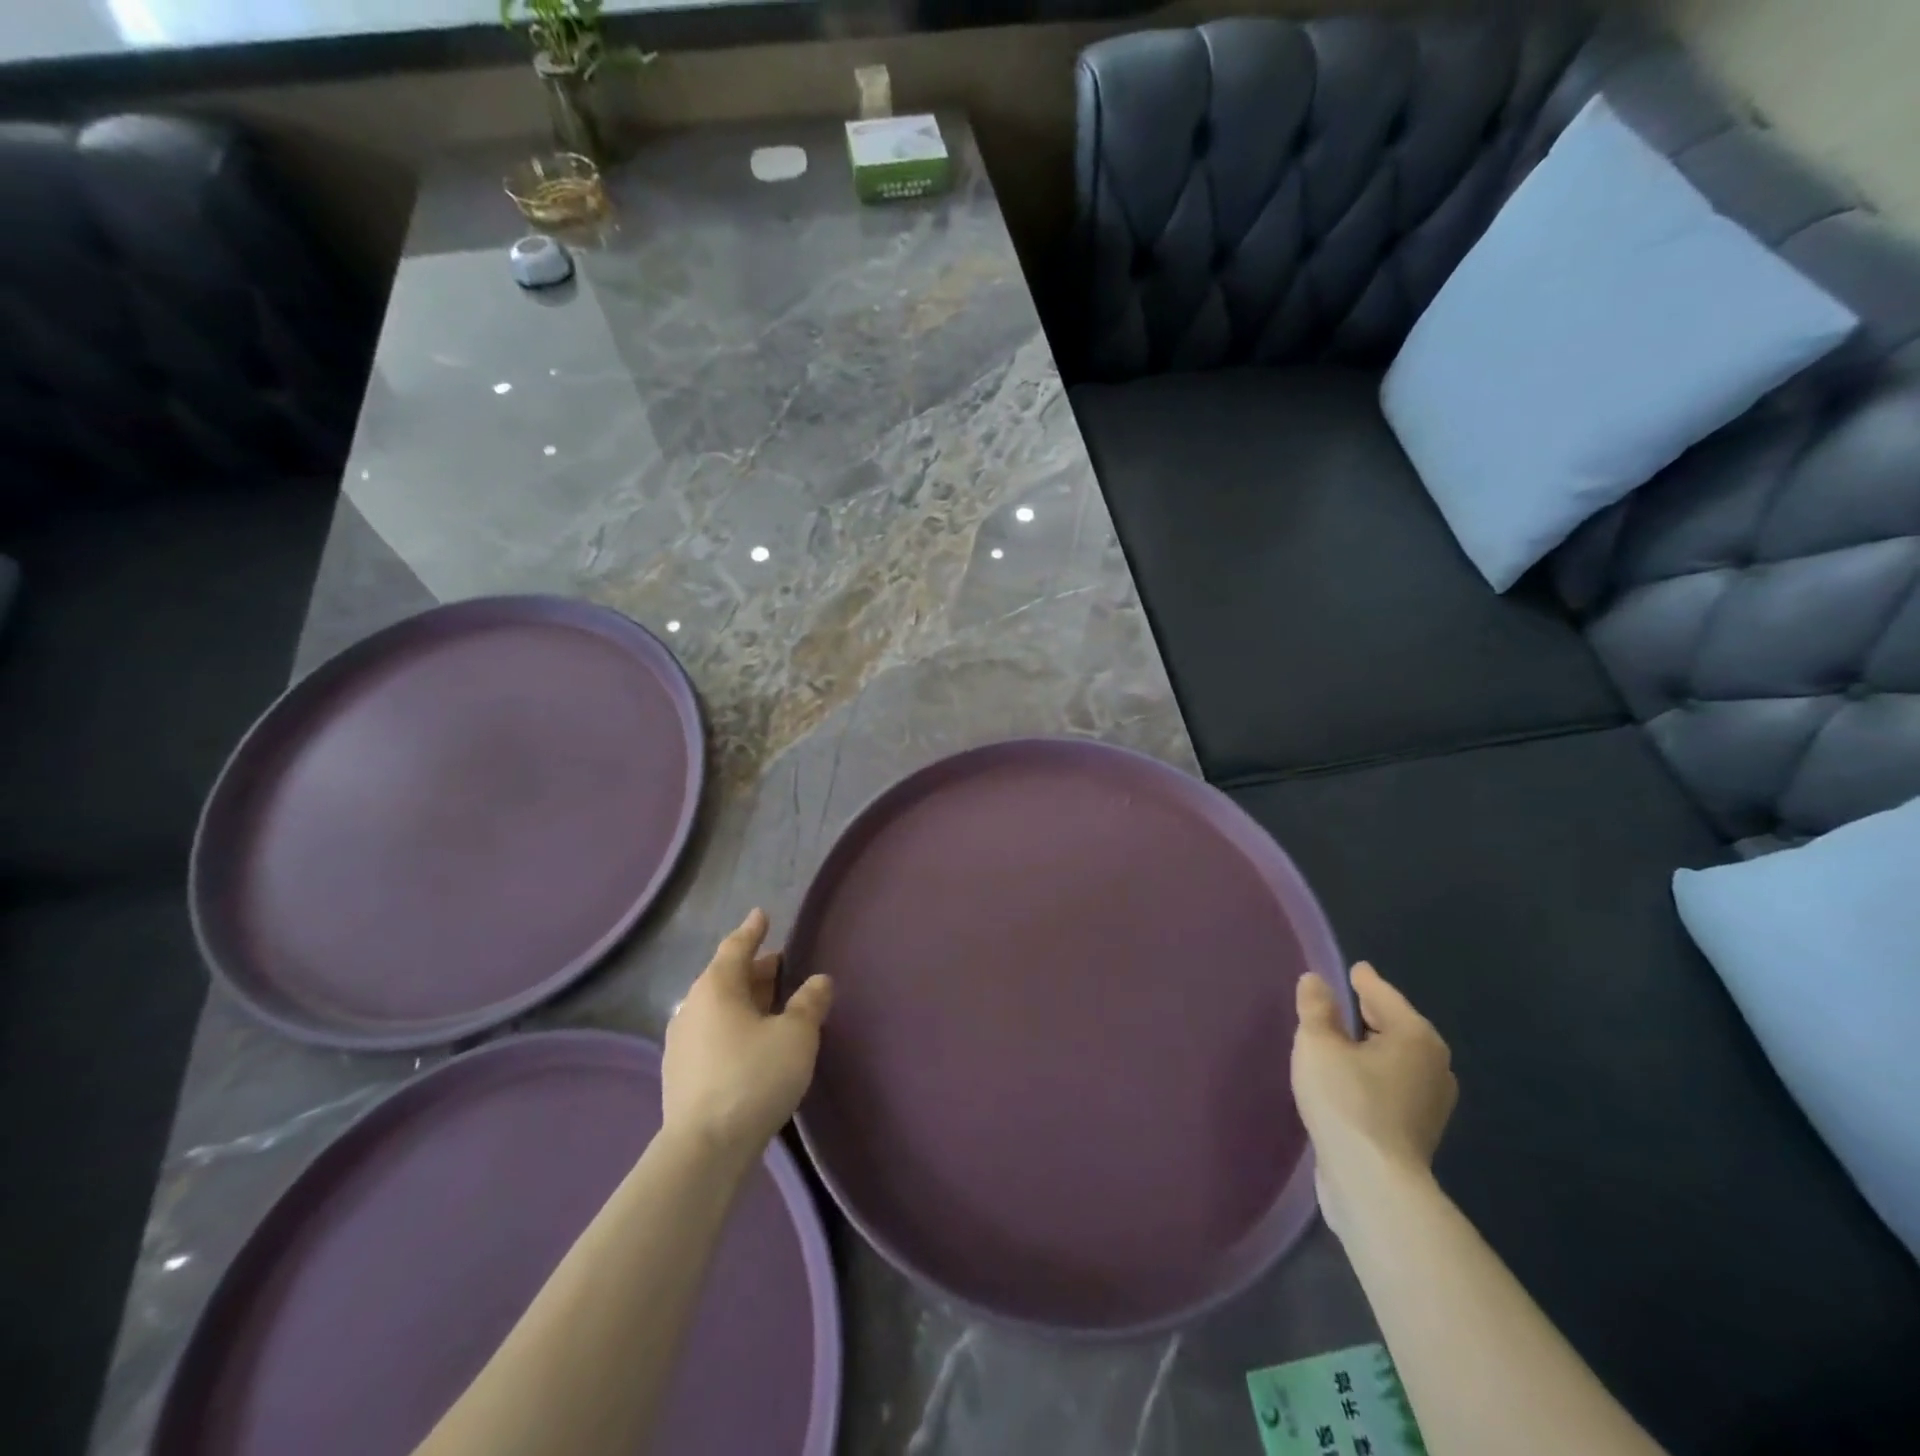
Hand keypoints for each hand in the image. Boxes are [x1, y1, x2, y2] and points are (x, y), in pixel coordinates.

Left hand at [661, 909, 833, 1163]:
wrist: (704, 1150)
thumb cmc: (754, 1078)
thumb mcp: (796, 1036)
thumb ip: (809, 1003)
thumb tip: (819, 980)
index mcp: (716, 987)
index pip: (736, 947)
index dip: (752, 930)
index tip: (762, 915)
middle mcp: (692, 1007)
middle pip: (726, 977)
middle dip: (755, 968)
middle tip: (781, 963)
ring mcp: (682, 1042)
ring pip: (719, 1007)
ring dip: (745, 999)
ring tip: (771, 1002)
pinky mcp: (680, 1074)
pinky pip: (712, 1033)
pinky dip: (734, 1025)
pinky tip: (751, 1041)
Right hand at [1292, 962, 1456, 1235]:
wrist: (1372, 1183)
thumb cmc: (1346, 1100)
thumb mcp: (1318, 1044)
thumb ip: (1316, 1008)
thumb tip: (1316, 981)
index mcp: (1415, 1036)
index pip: (1383, 995)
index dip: (1364, 981)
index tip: (1356, 970)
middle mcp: (1433, 1064)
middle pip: (1395, 1025)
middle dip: (1370, 1013)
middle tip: (1343, 1002)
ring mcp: (1431, 1101)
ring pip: (1396, 1057)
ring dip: (1372, 1046)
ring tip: (1344, 1040)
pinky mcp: (1419, 1129)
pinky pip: (1394, 1083)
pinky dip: (1375, 1072)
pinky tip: (1354, 1077)